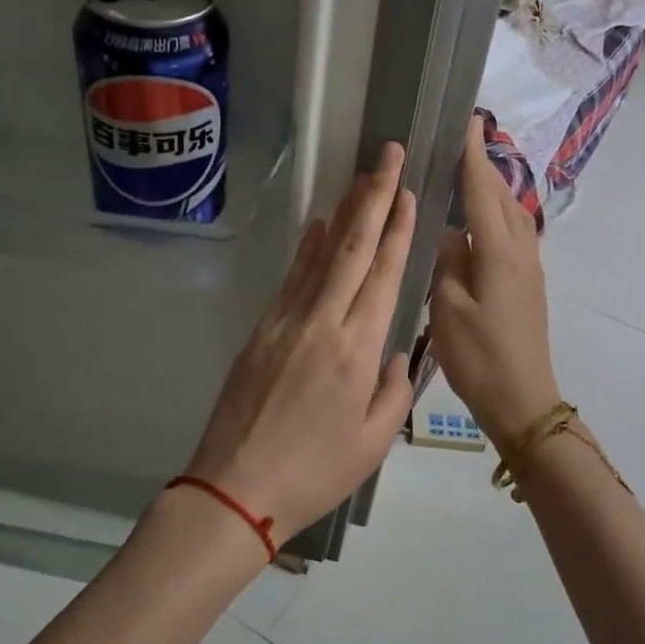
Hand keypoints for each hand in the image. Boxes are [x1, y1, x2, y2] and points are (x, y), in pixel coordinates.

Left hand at [177, 142, 417, 545]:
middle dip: (374, 197)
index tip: (408, 193)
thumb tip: (395, 352)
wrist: (235, 488)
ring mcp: (286, 322)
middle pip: (352, 249)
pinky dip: (306, 249)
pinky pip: (291, 279)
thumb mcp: (373, 443)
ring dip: (343, 213)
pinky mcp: (261, 330)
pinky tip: (317, 226)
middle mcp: (323, 324)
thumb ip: (394, 391)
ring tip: (362, 178)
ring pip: (320, 256)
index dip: (398, 230)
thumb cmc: (315, 473)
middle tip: (388, 155)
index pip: (383, 276)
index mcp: (358, 351)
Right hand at [429, 115, 561, 449]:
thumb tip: (450, 231)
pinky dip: (497, 213)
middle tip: (460, 140)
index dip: (471, 155)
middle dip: (483, 165)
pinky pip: (514, 232)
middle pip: (501, 196)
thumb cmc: (479, 356)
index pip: (482, 190)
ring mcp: (529, 267)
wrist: (523, 399)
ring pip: (511, 213)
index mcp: (498, 251)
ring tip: (468, 173)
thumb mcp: (447, 308)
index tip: (467, 120)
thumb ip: (447, 261)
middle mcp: (520, 250)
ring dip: (492, 188)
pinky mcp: (529, 283)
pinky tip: (480, 220)